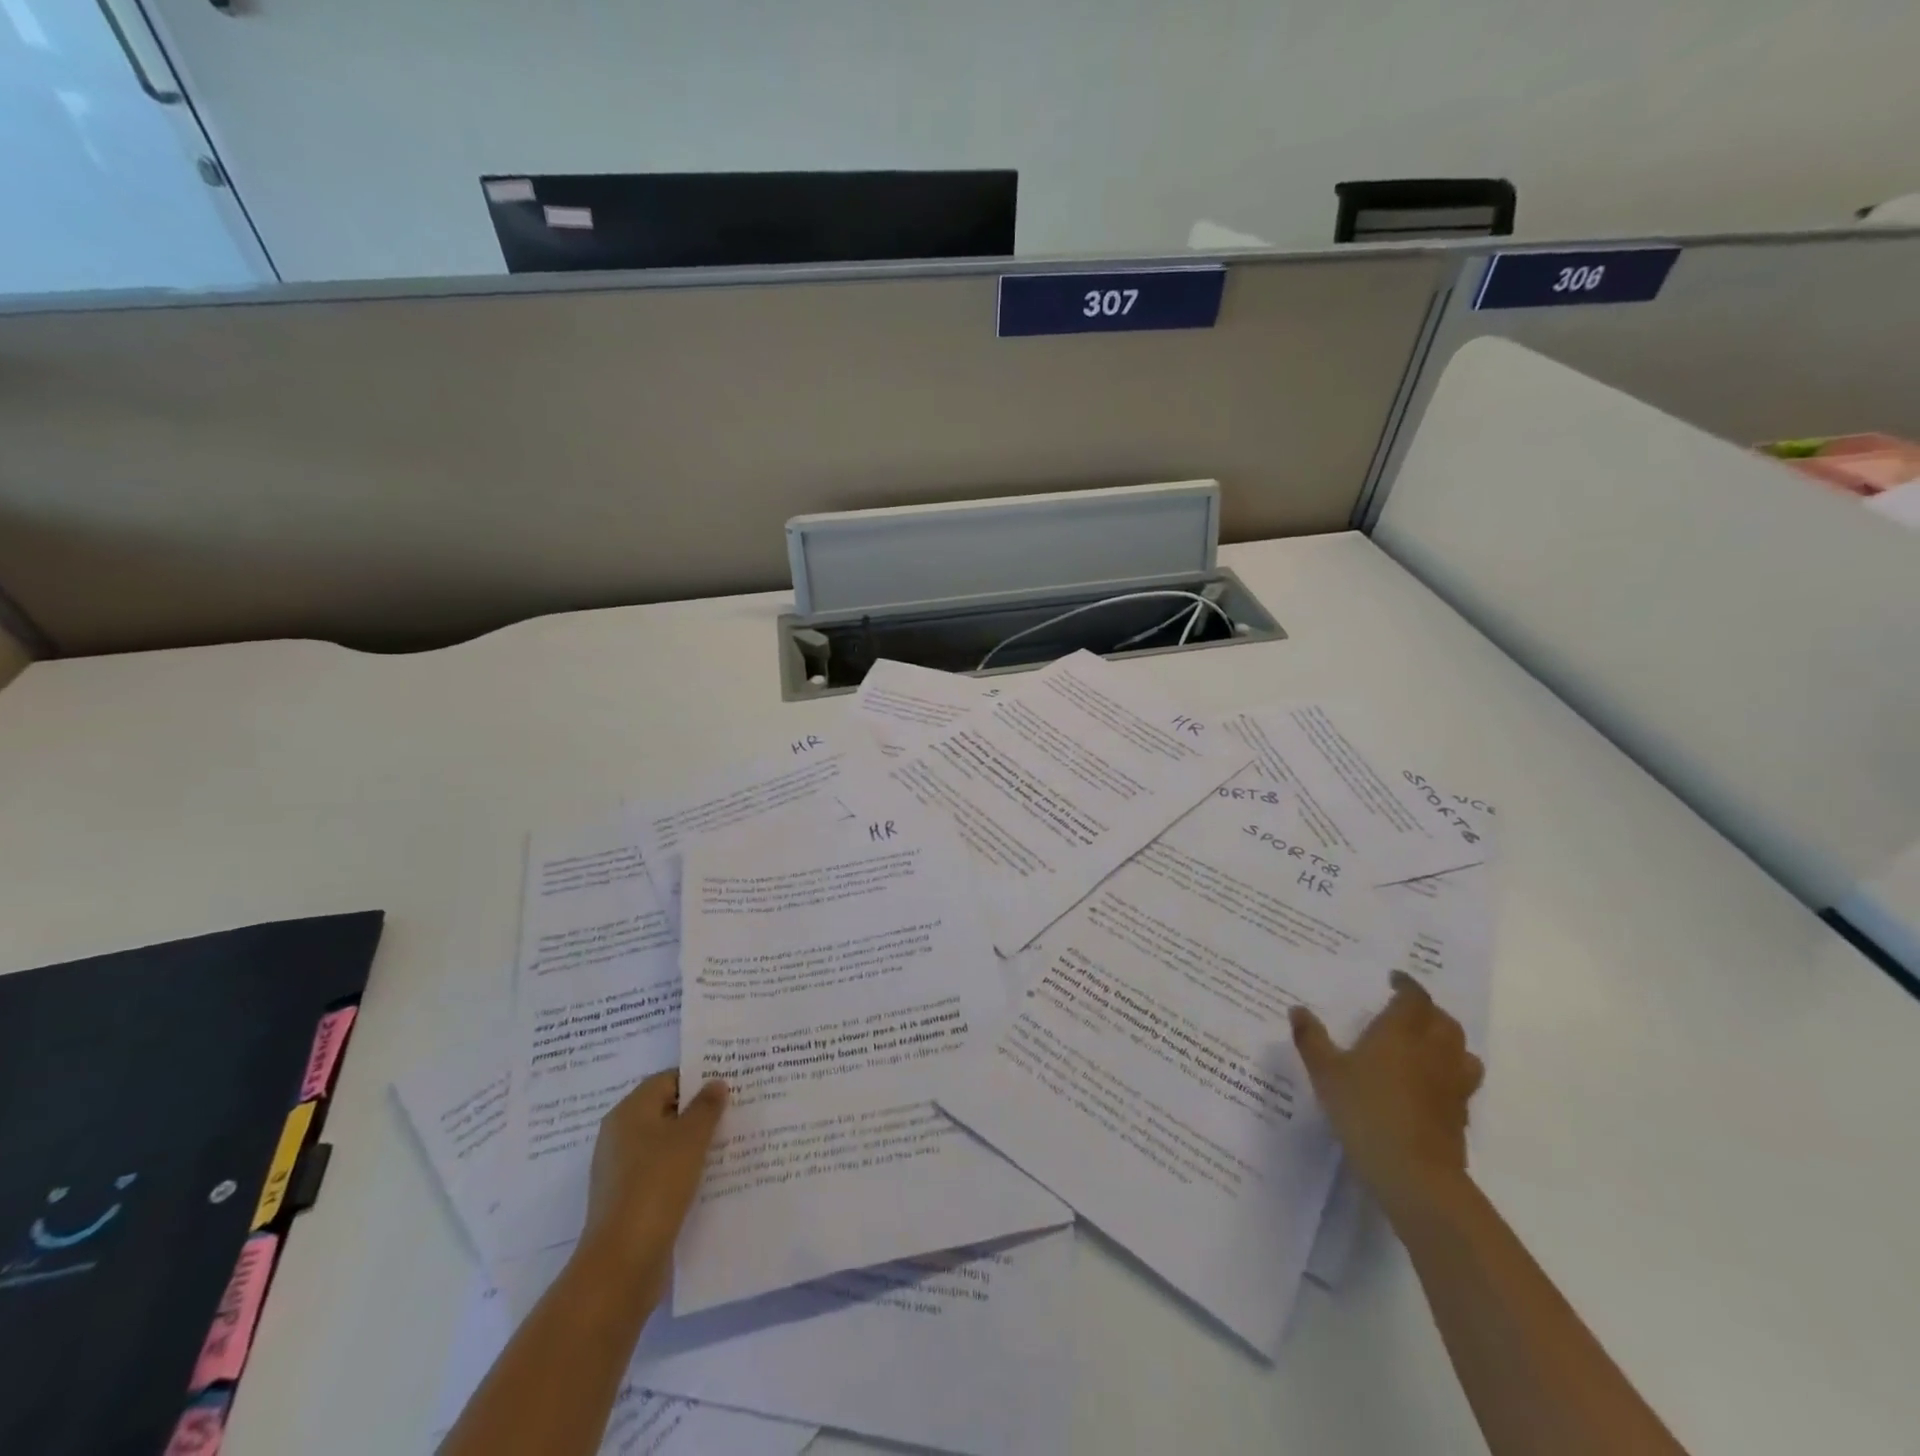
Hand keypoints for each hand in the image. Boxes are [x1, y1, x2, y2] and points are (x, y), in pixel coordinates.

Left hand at [576, 1069, 727, 1302]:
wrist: (622, 1262)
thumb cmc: (656, 1185)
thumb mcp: (691, 1138)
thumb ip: (706, 1106)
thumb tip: (715, 1083)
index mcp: (629, 1112)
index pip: (667, 1079)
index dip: (697, 1078)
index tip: (728, 1084)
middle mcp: (619, 1136)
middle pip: (665, 1110)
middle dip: (698, 1110)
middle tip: (734, 1110)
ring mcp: (621, 1170)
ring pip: (664, 1143)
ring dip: (692, 1142)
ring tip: (728, 1142)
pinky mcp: (627, 1200)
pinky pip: (660, 1171)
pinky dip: (682, 1169)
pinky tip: (708, 1176)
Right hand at [1289, 971, 1482, 1219]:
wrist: (1413, 1172)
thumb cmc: (1364, 1110)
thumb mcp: (1325, 1072)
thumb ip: (1311, 1038)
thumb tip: (1297, 1009)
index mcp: (1400, 1032)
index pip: (1414, 998)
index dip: (1407, 985)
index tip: (1394, 979)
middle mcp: (1432, 1051)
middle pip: (1443, 1021)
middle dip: (1428, 1011)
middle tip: (1406, 1010)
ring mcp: (1451, 1084)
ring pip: (1461, 1051)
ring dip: (1447, 1041)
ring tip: (1425, 1044)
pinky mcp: (1459, 1114)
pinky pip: (1461, 1082)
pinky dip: (1448, 1074)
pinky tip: (1428, 1085)